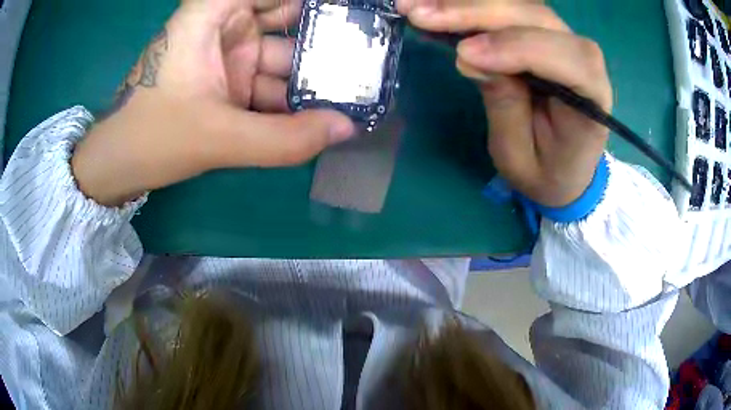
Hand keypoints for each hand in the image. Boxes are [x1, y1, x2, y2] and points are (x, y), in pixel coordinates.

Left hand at [72, 0, 354, 206]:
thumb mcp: (218, 138)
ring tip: (360, 88)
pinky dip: (294, 98)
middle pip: (287, 17)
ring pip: (283, 54)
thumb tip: (347, 130)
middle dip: (326, 35)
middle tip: (370, 52)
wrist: (119, 165)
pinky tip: (324, 111)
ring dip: (315, 74)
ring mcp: (229, 54)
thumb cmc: (152, 137)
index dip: (317, 3)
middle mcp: (225, 24)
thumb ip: (284, 138)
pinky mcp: (229, 81)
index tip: (354, 9)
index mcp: (213, 13)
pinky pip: (271, 82)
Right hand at [401, 0, 611, 207]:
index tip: (463, 53)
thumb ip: (505, 107)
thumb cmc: (547, 172)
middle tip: (419, 14)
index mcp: (592, 99)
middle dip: (478, 12)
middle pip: (536, 18)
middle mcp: (585, 60)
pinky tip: (440, 7)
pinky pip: (509, 10)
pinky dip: (473, 6)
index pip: (567, 59)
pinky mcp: (543, 35)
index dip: (517, 48)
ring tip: (416, 6)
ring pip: (519, 6)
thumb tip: (469, 56)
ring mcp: (564, 41)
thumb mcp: (520, 157)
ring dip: (467, 3)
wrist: (565, 168)